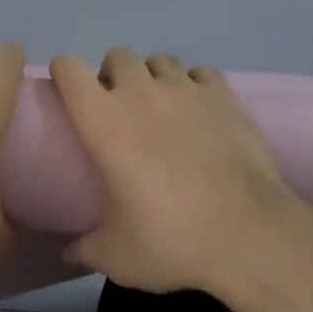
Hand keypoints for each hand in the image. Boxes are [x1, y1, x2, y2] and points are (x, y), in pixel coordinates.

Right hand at [50, 47, 297, 296]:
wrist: (248, 234)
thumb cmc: (171, 240)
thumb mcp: (116, 256)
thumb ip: (85, 248)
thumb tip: (68, 252)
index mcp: (102, 118)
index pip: (69, 68)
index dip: (64, 73)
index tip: (68, 93)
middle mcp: (139, 91)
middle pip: (117, 56)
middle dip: (114, 75)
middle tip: (120, 109)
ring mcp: (184, 88)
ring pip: (159, 60)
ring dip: (153, 78)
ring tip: (162, 108)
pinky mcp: (222, 94)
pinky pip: (200, 73)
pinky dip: (195, 85)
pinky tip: (200, 111)